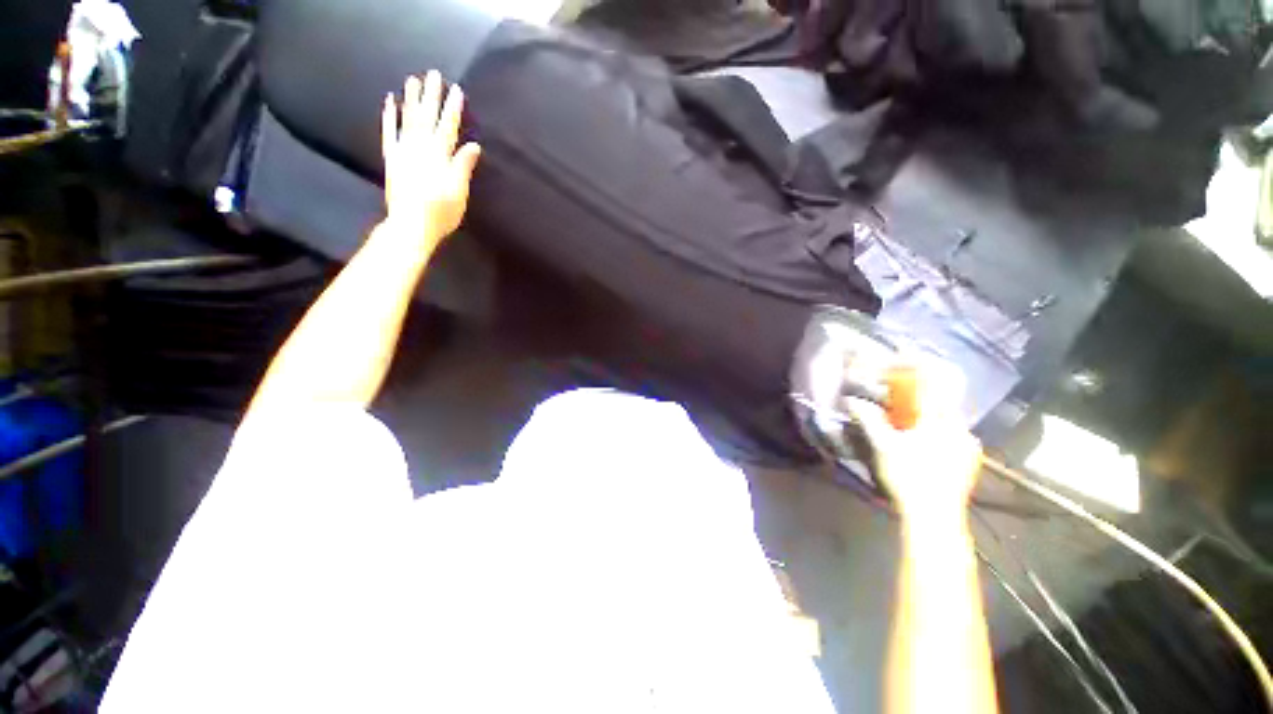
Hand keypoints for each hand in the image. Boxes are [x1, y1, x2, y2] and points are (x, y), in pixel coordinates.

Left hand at [381, 71, 481, 247]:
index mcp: (440, 156)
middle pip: (427, 117)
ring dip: (411, 99)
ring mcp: (403, 151)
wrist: (411, 225)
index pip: (448, 127)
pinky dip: (389, 117)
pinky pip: (389, 133)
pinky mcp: (392, 158)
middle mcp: (420, 148)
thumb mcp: (459, 192)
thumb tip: (473, 145)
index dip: (452, 109)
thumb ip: (463, 166)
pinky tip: (390, 102)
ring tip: (413, 80)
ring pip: (408, 120)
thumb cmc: (441, 213)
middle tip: (433, 74)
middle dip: (431, 96)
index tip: (456, 90)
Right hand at [846, 359, 982, 521]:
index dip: (917, 364)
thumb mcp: (883, 446)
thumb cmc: (909, 477)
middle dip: (919, 387)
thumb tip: (852, 400)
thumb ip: (869, 419)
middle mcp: (960, 427)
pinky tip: (920, 437)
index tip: (900, 356)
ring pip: (947, 414)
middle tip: (897, 389)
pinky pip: (951, 430)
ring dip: (926, 407)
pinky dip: (934, 425)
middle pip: (942, 395)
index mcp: (941, 420)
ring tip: (906, 414)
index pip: (935, 380)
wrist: (936, 516)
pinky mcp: (968, 458)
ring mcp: (968, 444)